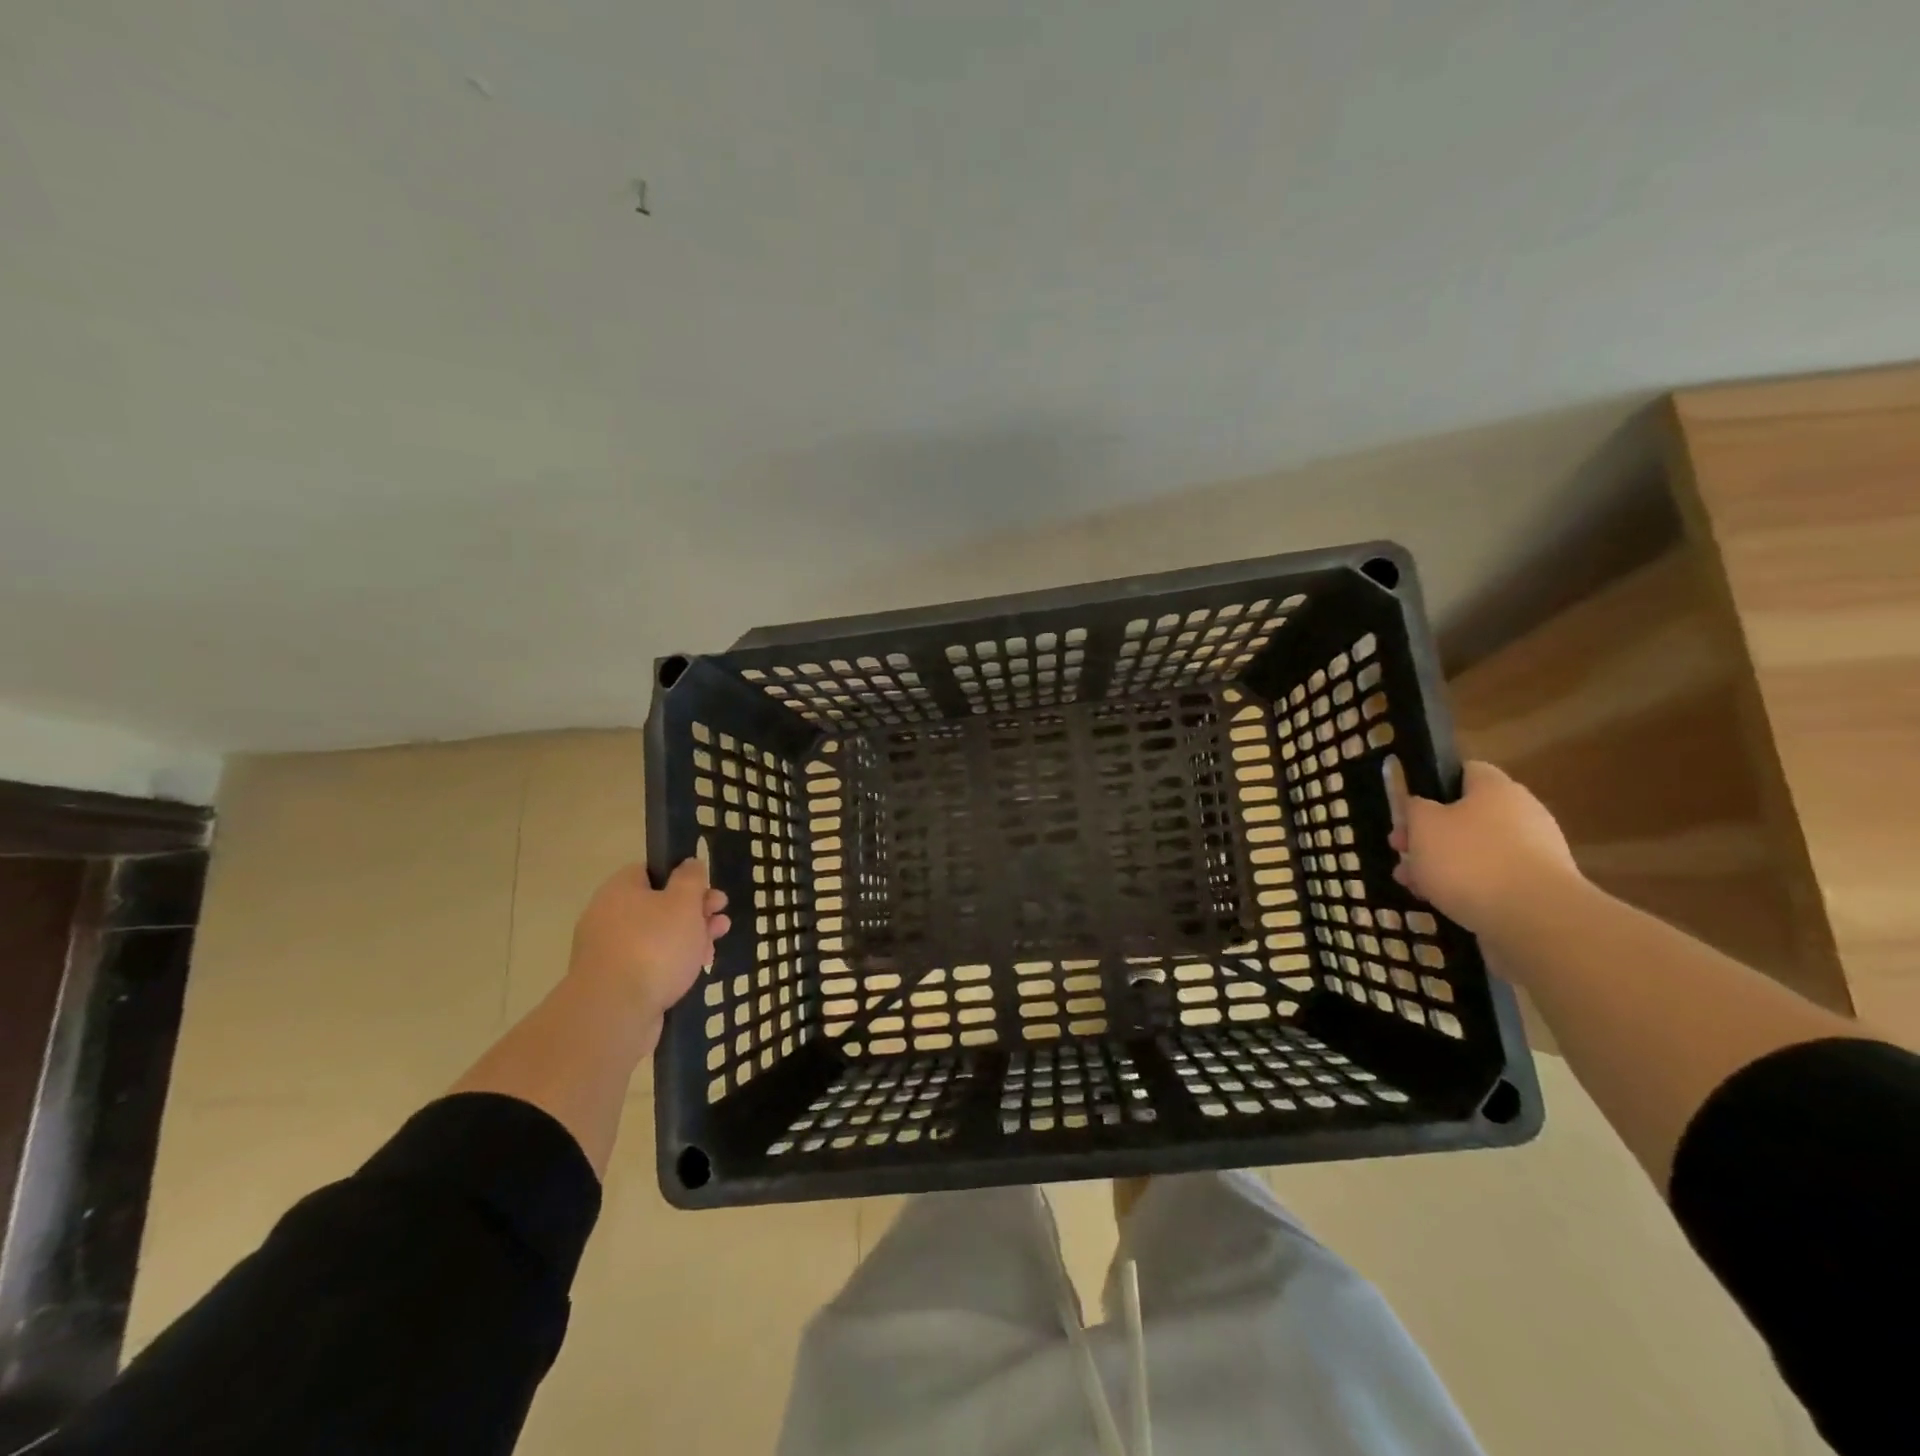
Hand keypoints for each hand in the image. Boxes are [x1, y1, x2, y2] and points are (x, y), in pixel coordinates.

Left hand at [568, 859, 728, 1025]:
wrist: (615, 1013)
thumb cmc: (654, 946)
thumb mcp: (683, 902)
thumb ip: (691, 879)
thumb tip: (689, 863)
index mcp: (620, 890)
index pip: (651, 871)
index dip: (683, 878)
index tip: (707, 891)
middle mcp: (608, 917)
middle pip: (658, 905)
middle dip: (694, 912)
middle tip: (721, 920)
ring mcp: (608, 952)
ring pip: (656, 937)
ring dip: (688, 939)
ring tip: (713, 949)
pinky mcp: (614, 983)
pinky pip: (648, 964)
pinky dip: (671, 965)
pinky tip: (692, 973)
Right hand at [1386, 759, 1581, 936]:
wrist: (1536, 919)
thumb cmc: (1470, 859)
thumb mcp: (1422, 825)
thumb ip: (1414, 808)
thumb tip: (1420, 806)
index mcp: (1496, 788)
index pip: (1465, 771)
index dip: (1432, 786)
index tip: (1408, 810)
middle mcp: (1522, 813)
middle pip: (1466, 816)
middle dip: (1428, 834)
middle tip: (1401, 851)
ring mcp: (1535, 853)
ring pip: (1476, 850)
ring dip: (1441, 864)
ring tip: (1413, 884)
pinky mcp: (1538, 888)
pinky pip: (1493, 879)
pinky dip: (1467, 887)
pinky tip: (1442, 902)